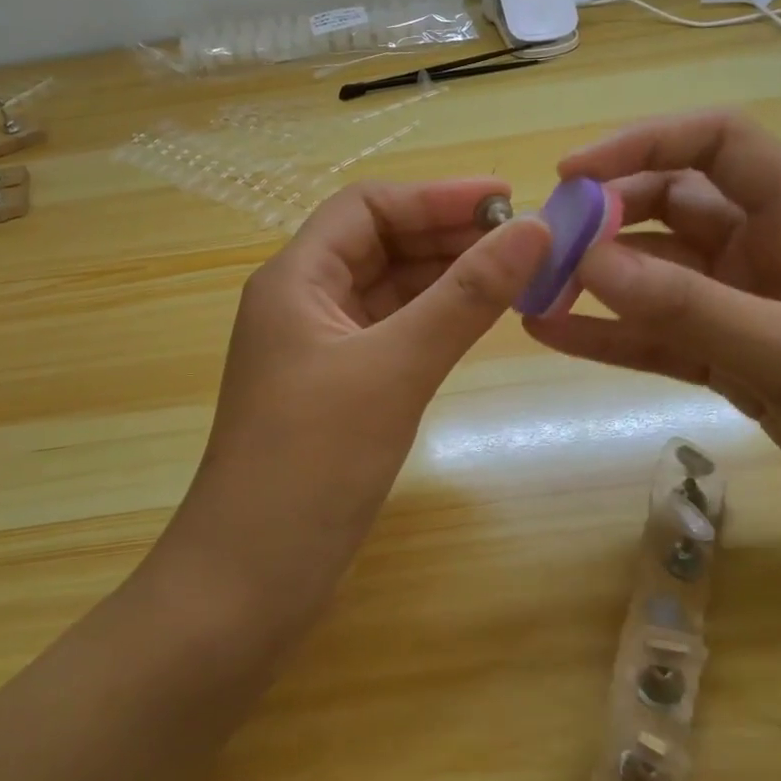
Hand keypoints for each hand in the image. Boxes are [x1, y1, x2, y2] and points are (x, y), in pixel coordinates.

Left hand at [158, 180, 551, 630]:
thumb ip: (465, 297)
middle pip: (380, 243)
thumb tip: (533, 230)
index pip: (368, 207)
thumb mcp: (394, 369)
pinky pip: (391, 333)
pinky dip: (434, 320)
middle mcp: (302, 302)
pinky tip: (478, 322)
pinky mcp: (336, 390)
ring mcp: (318, 349)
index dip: (436, 196)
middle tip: (525, 240)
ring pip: (389, 289)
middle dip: (448, 234)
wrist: (247, 584)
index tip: (508, 200)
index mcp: (295, 279)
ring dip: (446, 277)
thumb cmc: (312, 465)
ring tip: (516, 274)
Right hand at [524, 111, 780, 564]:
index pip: (715, 144)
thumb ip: (692, 308)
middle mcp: (770, 250)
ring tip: (532, 292)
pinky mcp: (737, 362)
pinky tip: (554, 337)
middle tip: (542, 249)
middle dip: (605, 217)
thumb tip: (587, 262)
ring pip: (657, 274)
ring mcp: (749, 308)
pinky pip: (661, 336)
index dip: (641, 143)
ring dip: (598, 278)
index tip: (572, 176)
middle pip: (671, 205)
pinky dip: (612, 335)